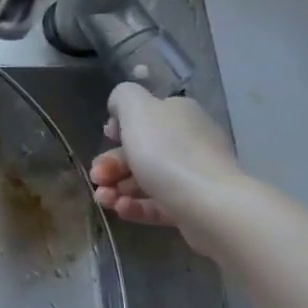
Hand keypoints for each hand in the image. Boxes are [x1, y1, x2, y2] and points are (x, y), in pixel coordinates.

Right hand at [89, 83, 242, 254]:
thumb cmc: (168, 152)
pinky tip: (119, 210)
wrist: (210, 205)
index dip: (119, 127)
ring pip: (146, 179)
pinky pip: (157, 204)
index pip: (145, 115)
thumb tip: (119, 107)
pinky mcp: (193, 207)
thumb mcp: (136, 109)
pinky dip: (135, 206)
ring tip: (103, 199)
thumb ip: (123, 97)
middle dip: (111, 164)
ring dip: (117, 187)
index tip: (105, 139)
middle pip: (141, 150)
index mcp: (179, 114)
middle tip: (96, 177)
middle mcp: (189, 141)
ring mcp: (194, 176)